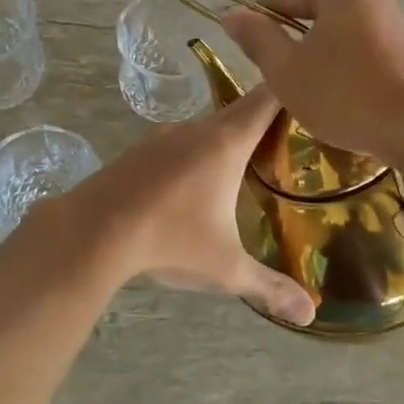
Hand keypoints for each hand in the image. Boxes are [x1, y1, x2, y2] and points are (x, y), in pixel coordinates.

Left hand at [20, 86, 315, 326]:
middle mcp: (196, 129)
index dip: (292, 89)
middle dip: (264, 120)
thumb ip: (269, 287)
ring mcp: (162, 136)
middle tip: (289, 139)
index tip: (313, 94)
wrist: (91, 231)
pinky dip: (195, 152)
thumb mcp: (225, 268)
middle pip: (239, 111)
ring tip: (246, 164)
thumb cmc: (169, 241)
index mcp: (225, 143)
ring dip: (226, 139)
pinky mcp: (138, 151)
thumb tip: (310, 314)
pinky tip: (195, 184)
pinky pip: (178, 142)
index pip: (267, 99)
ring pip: (206, 128)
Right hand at [220, 0, 403, 165]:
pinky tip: (344, 103)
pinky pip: (362, 54)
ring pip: (338, 37)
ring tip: (312, 98)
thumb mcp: (287, 69)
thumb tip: (232, 15)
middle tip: (279, 83)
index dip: (258, 23)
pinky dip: (346, 73)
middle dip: (292, 47)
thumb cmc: (347, 94)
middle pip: (312, 15)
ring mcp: (395, 21)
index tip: (245, 54)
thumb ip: (257, 38)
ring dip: (319, 63)